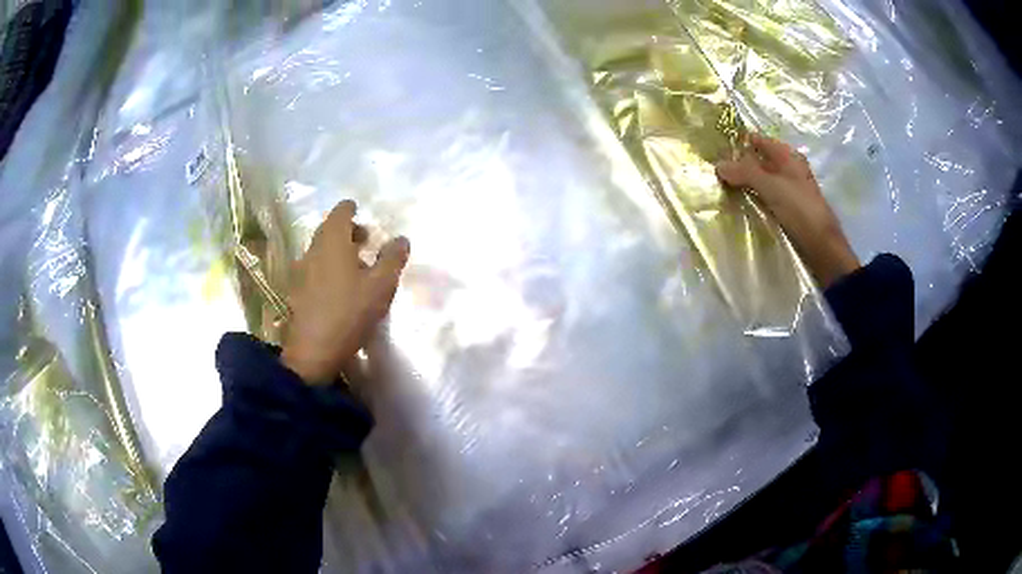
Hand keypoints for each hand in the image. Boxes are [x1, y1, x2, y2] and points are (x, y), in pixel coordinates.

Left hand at [281, 200, 409, 384]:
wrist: (313, 351)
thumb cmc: (349, 311)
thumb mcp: (381, 285)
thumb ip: (392, 258)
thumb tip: (401, 239)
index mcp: (332, 241)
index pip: (340, 212)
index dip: (351, 209)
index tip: (360, 211)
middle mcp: (312, 250)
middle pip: (328, 230)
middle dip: (347, 231)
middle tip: (366, 241)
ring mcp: (301, 271)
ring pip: (320, 251)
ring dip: (337, 251)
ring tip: (356, 267)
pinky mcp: (297, 291)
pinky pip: (314, 269)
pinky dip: (327, 268)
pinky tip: (338, 288)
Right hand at [716, 133, 859, 287]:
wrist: (821, 246)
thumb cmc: (800, 209)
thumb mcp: (771, 186)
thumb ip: (745, 173)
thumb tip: (718, 165)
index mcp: (788, 157)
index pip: (759, 141)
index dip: (739, 143)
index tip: (715, 151)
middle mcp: (788, 169)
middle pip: (758, 161)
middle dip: (738, 165)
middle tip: (713, 173)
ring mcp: (788, 190)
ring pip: (760, 181)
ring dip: (744, 184)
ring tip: (720, 189)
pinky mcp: (786, 209)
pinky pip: (764, 198)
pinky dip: (752, 199)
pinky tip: (738, 205)